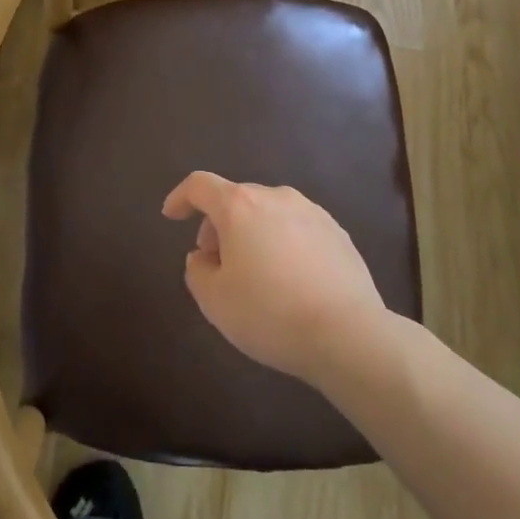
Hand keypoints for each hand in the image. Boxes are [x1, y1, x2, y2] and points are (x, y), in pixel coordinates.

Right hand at [161, 171, 389, 384]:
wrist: (347, 333)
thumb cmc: (270, 313)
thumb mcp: (214, 300)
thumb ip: (197, 270)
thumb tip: (204, 256)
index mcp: (240, 206)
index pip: (200, 185)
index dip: (181, 197)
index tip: (172, 216)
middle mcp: (276, 197)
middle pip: (236, 200)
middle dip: (219, 226)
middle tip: (216, 263)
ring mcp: (312, 212)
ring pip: (269, 214)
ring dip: (253, 234)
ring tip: (256, 275)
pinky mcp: (337, 232)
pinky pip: (297, 230)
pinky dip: (283, 244)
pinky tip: (290, 281)